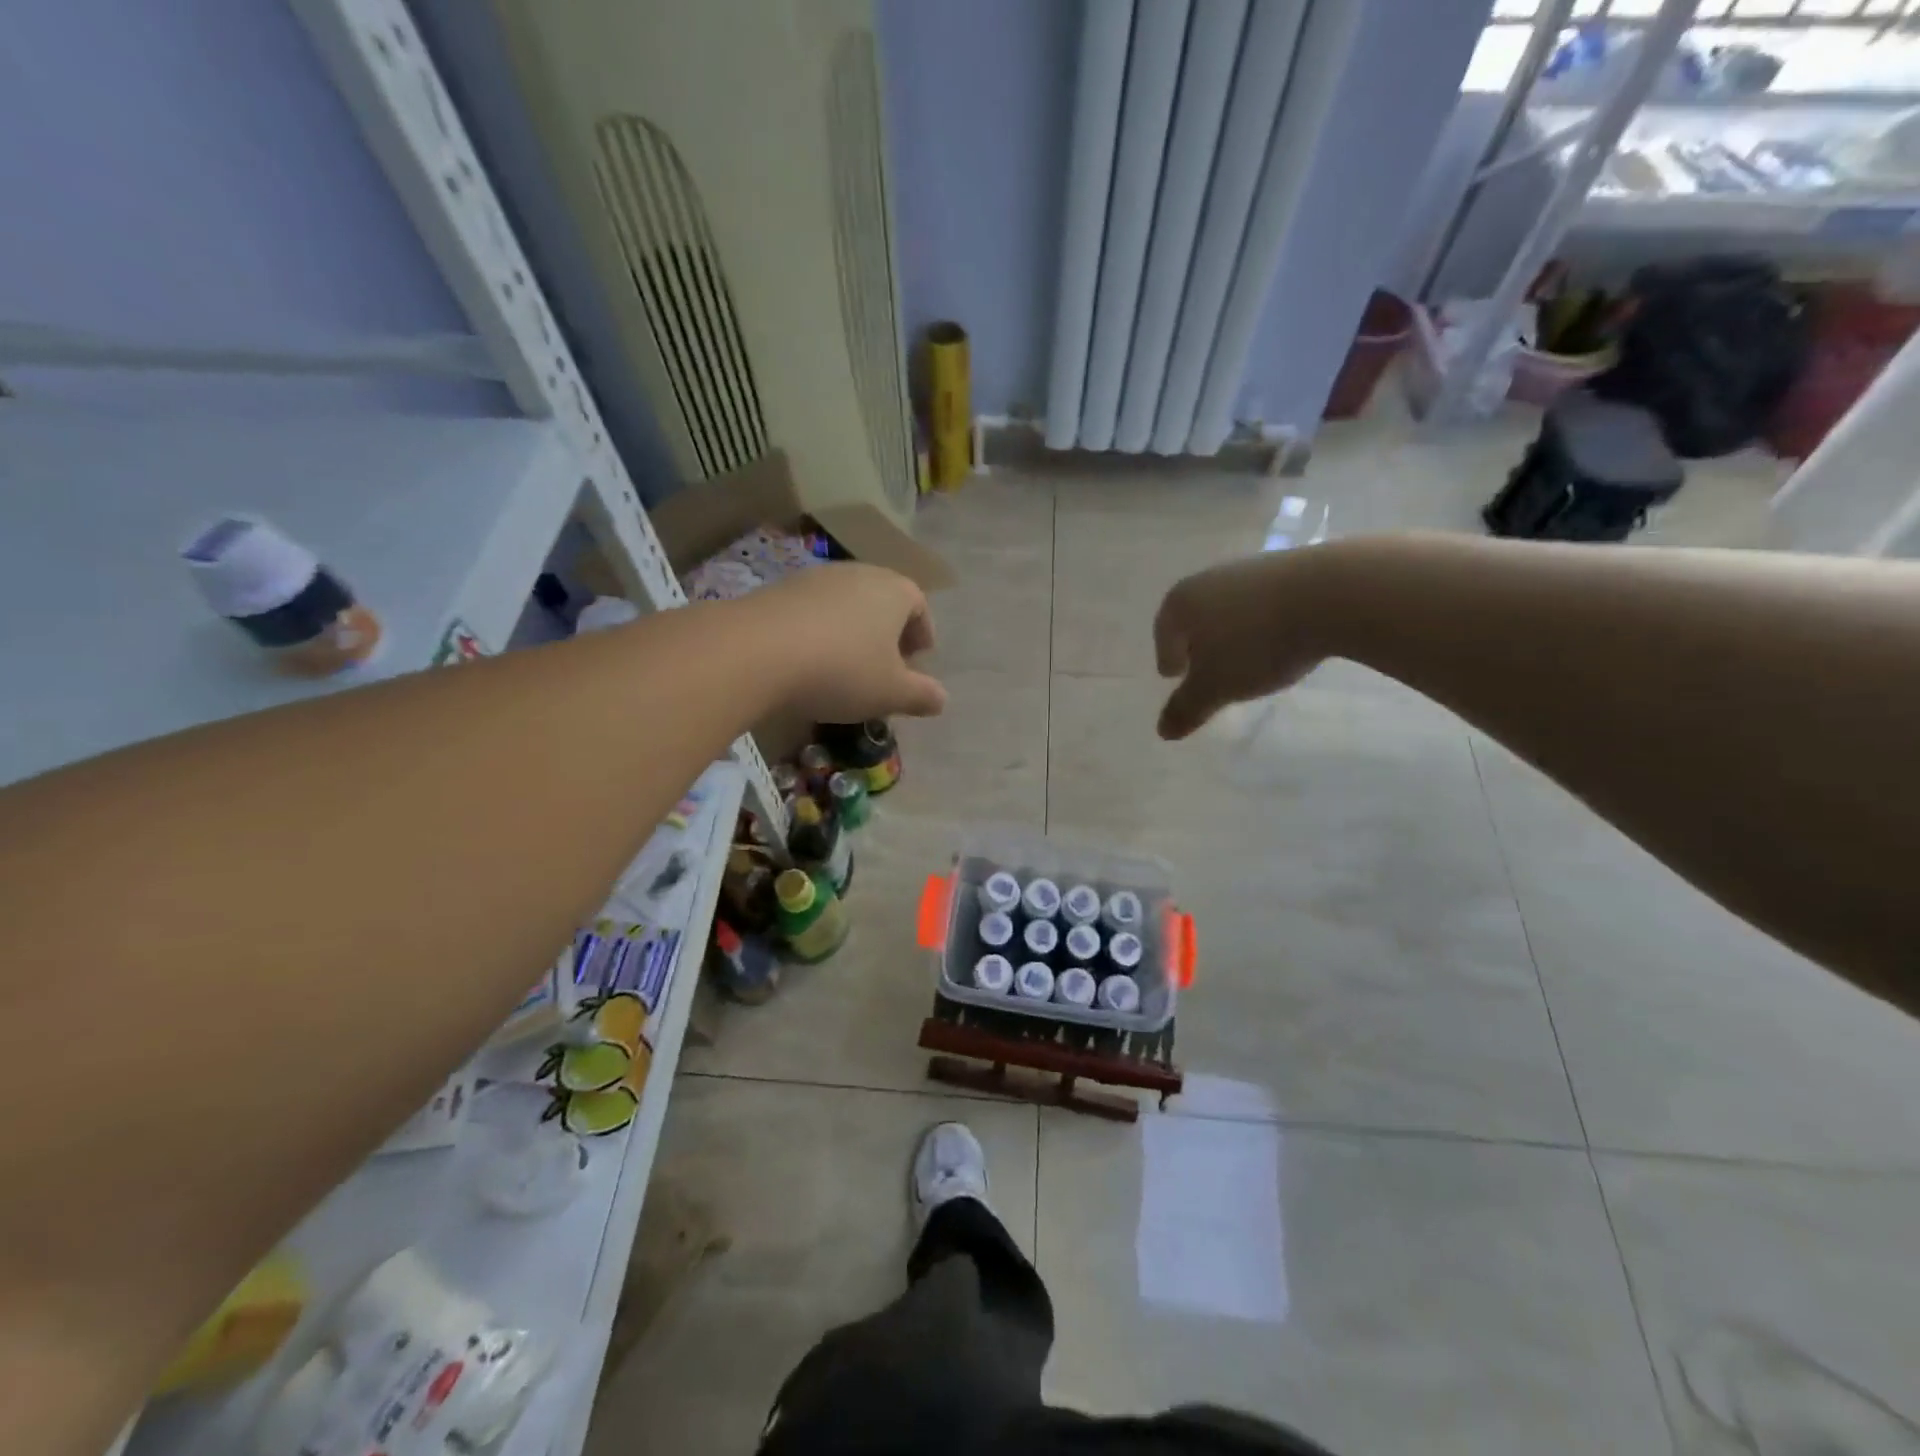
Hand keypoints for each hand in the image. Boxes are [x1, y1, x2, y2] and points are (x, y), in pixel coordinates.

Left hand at [744, 562, 946, 721]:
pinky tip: (809, 661)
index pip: (919, 605)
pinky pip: (812, 610)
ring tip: (846, 665)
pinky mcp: (779, 589)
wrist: (757, 651)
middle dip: (888, 632)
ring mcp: (816, 577)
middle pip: (882, 600)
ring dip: (852, 631)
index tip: (918, 659)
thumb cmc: (842, 670)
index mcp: (895, 591)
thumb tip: (942, 699)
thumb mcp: (891, 693)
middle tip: (886, 664)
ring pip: (846, 604)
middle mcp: (859, 574)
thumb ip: (921, 695)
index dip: (922, 633)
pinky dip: (820, 631)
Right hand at [1153, 551, 1332, 739]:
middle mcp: (1210, 579)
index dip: (1166, 656)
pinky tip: (1280, 642)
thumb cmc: (1256, 643)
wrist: (1332, 594)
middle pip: (1195, 616)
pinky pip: (1265, 603)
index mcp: (1182, 602)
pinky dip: (1263, 623)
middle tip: (1204, 669)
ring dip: (1232, 633)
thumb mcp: (1215, 687)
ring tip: (1246, 660)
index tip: (1174, 675)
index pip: (1164, 631)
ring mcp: (1252, 569)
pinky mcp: (1291, 567)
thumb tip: (1163, 730)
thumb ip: (1187, 709)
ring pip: (1231, 608)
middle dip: (1197, 643)